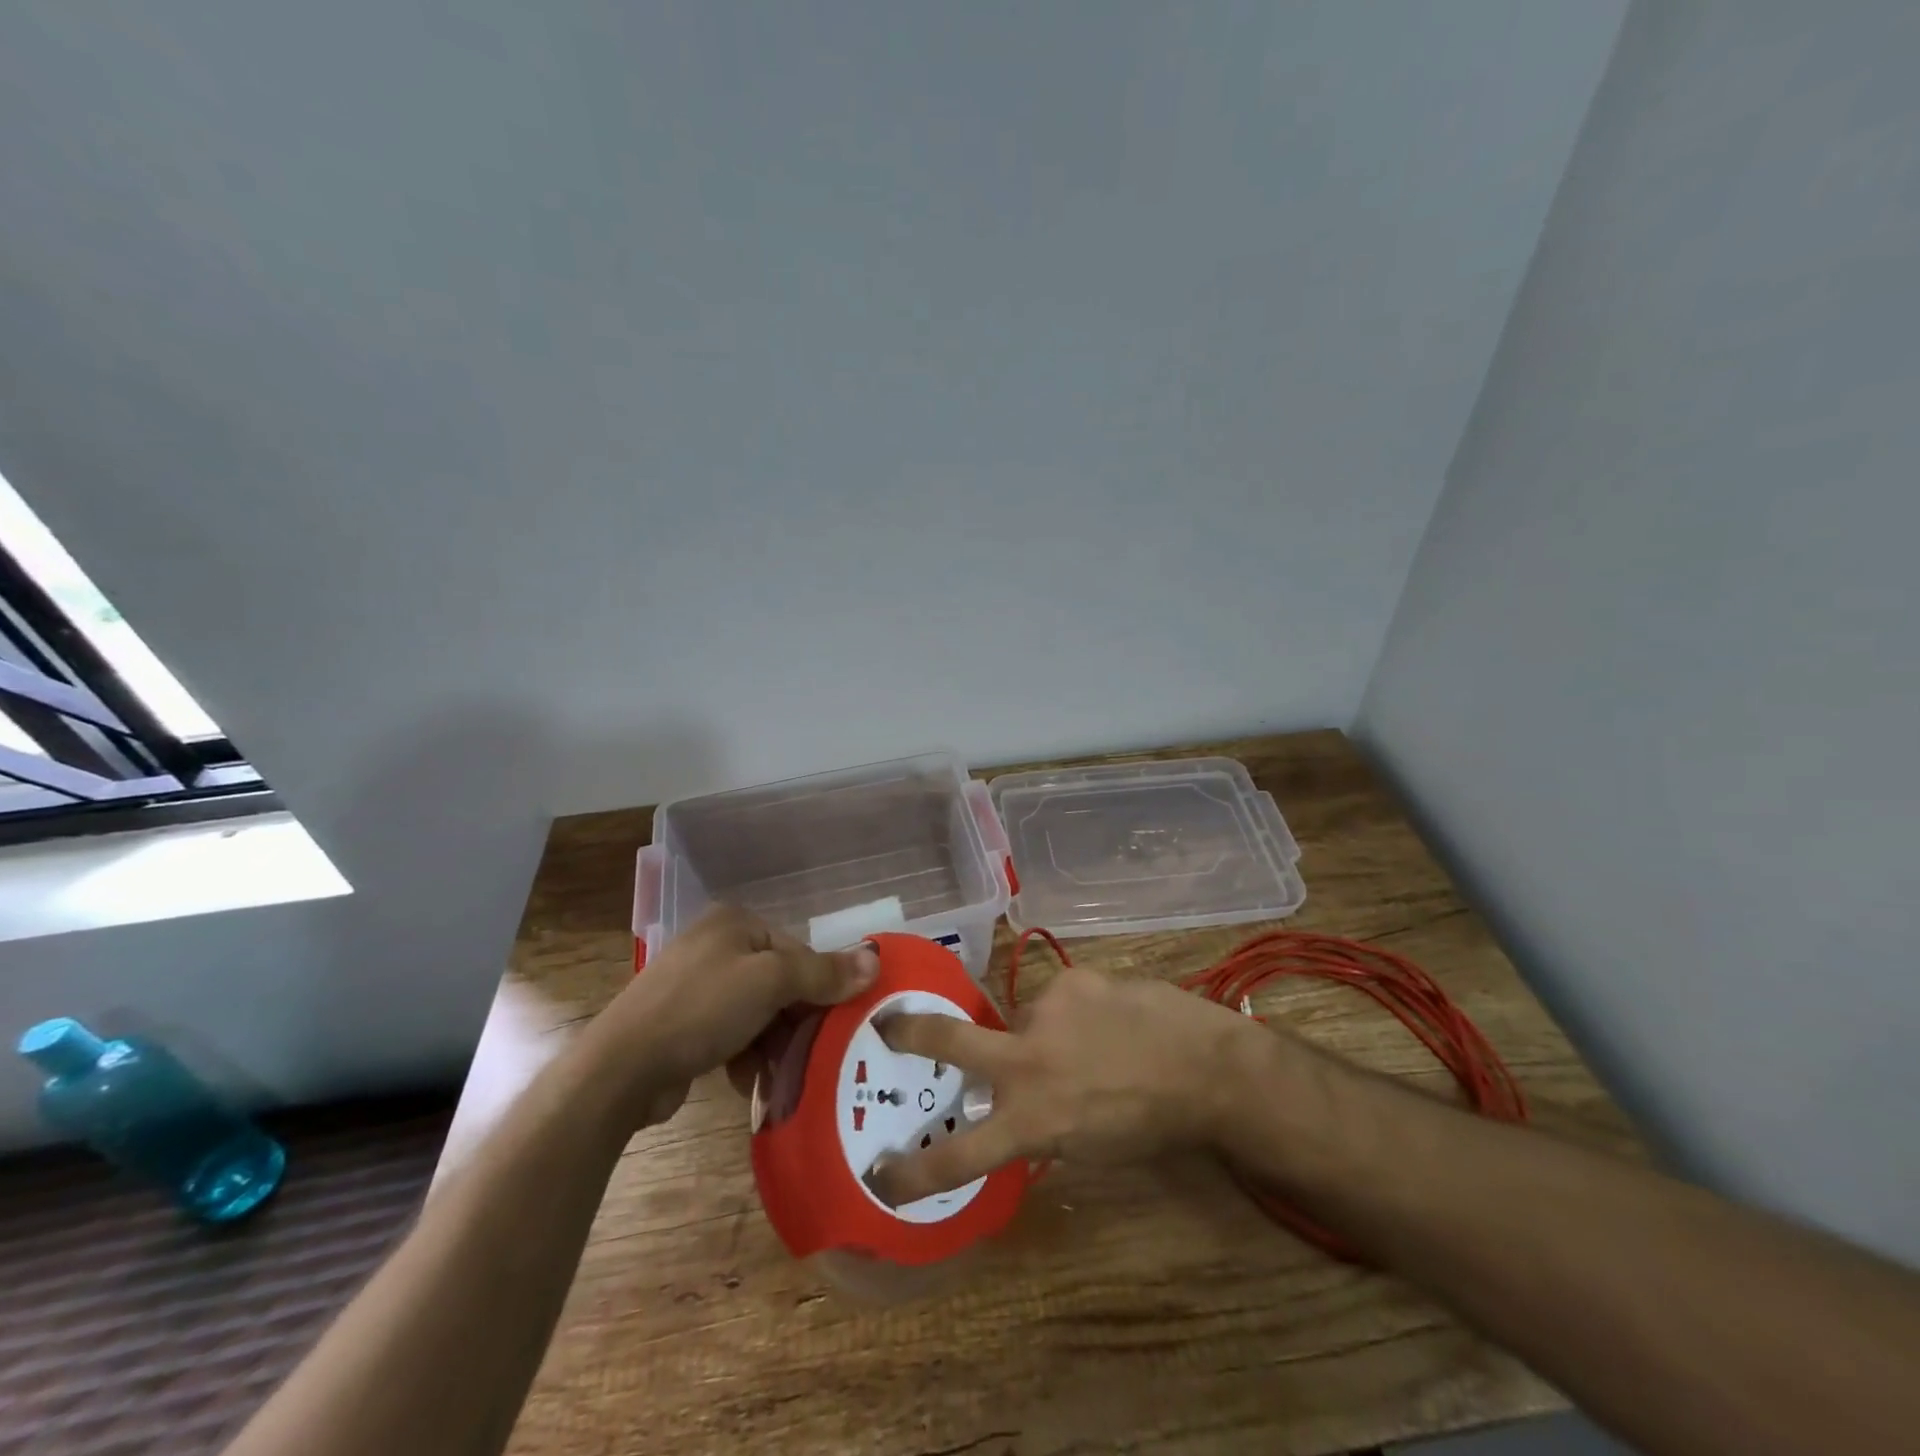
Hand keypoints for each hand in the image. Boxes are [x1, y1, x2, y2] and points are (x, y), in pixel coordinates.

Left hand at [587, 905, 876, 1127]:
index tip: (832, 1025)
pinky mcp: (682, 1022)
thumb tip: (876, 959)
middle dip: (794, 1021)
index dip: (819, 987)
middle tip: (812, 1054)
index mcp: (736, 922)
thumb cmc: (702, 1009)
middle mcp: (717, 945)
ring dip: (773, 1044)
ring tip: (781, 1075)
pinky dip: (745, 1056)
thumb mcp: (771, 983)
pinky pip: (731, 1033)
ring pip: (757, 1012)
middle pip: (779, 982)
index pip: (797, 950)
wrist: (620, 1068)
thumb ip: (824, 973)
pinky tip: (749, 1082)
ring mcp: (696, 984)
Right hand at [867, 965, 1264, 1205]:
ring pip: (1023, 1018)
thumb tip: (1015, 1104)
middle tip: (887, 1024)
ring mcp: (1046, 1012)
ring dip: (1044, 1031)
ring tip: (1092, 1040)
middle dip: (911, 1033)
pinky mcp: (1072, 979)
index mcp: (1031, 1120)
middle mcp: (1026, 1062)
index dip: (914, 1170)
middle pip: (950, 1042)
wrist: (1206, 1068)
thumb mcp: (1086, 1145)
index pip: (960, 1154)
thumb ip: (1041, 1123)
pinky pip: (1060, 997)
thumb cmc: (1150, 1124)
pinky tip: (1111, 1019)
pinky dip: (1076, 1011)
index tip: (881, 1174)